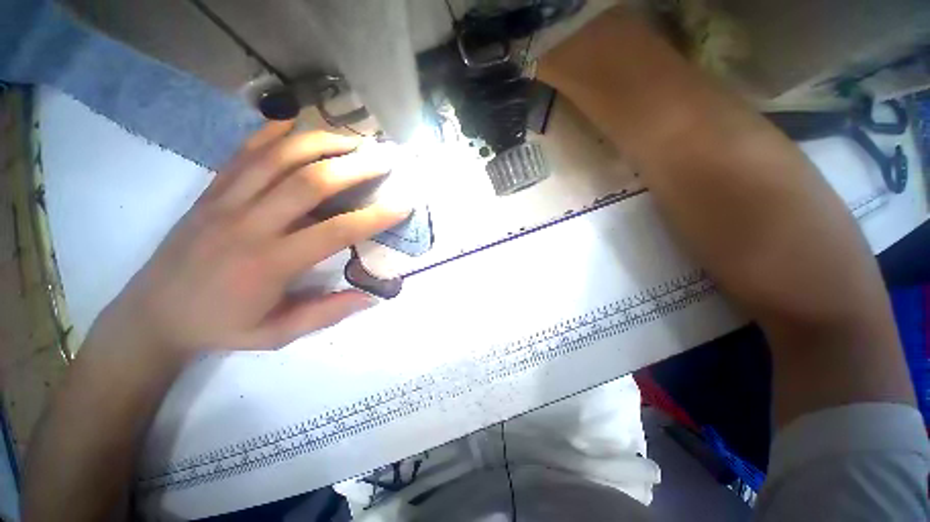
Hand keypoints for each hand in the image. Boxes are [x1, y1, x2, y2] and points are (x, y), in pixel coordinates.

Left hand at [95, 122, 409, 359]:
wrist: (152, 314)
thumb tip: (371, 297)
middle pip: (308, 182)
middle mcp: (249, 224)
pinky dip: (269, 133)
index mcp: (269, 263)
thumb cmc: (220, 326)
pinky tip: (292, 121)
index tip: (402, 205)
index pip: (334, 232)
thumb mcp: (276, 335)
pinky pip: (242, 154)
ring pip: (277, 158)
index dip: (374, 217)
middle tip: (383, 160)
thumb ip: (326, 314)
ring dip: (320, 143)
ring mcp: (225, 201)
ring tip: (352, 139)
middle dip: (353, 167)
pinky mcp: (211, 192)